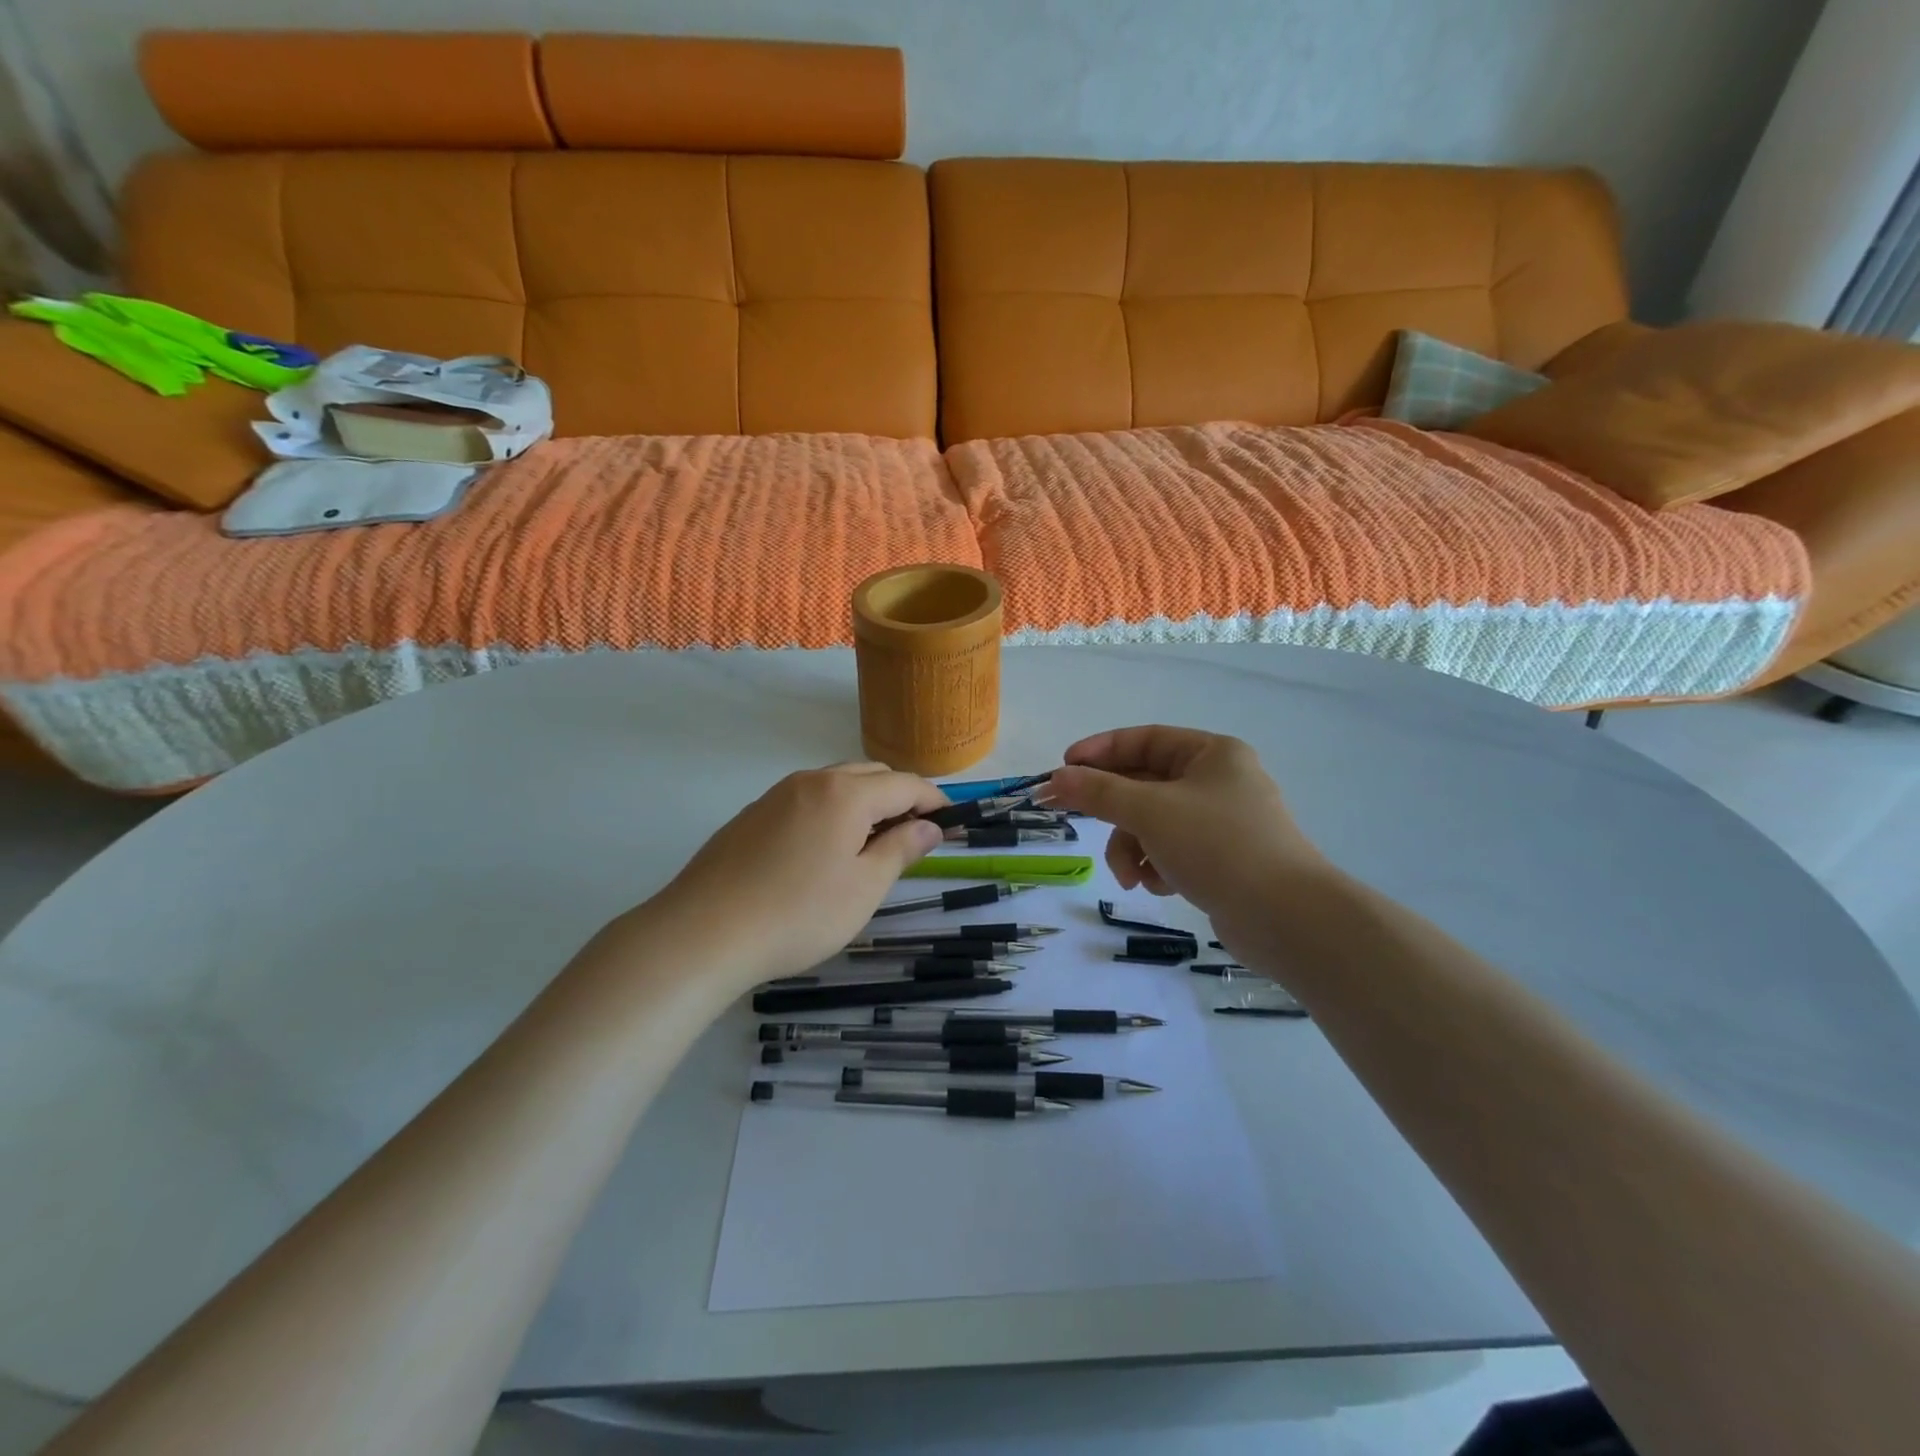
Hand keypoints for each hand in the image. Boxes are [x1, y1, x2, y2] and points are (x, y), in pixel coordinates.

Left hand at [641, 763, 947, 988]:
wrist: (702, 933)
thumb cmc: (797, 914)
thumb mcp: (863, 888)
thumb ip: (901, 850)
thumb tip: (929, 827)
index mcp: (845, 794)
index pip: (904, 784)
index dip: (934, 800)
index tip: (950, 822)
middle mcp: (811, 781)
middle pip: (870, 775)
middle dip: (900, 797)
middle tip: (914, 836)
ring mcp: (776, 795)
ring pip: (835, 784)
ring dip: (864, 802)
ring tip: (872, 844)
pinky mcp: (751, 815)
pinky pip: (806, 799)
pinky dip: (831, 811)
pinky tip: (823, 851)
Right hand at [1045, 726, 1327, 946]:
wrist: (1286, 918)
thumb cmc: (1218, 846)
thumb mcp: (1150, 812)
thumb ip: (1099, 792)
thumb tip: (1057, 778)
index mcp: (1211, 753)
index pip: (1144, 739)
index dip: (1100, 751)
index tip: (1063, 768)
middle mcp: (1218, 781)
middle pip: (1145, 784)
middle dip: (1113, 811)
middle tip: (1067, 815)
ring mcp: (1222, 822)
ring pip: (1154, 823)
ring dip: (1132, 848)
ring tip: (1131, 877)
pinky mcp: (1222, 860)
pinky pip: (1172, 850)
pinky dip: (1157, 866)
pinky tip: (1160, 887)